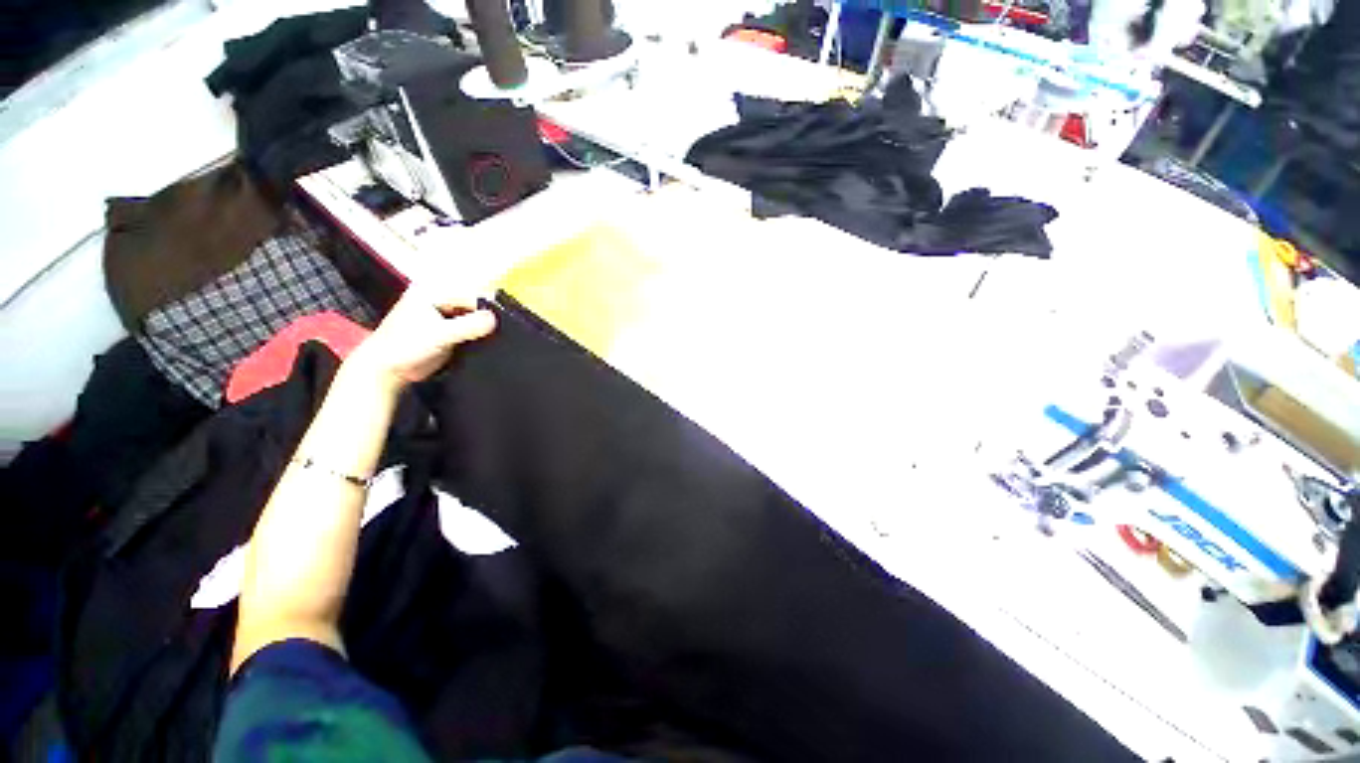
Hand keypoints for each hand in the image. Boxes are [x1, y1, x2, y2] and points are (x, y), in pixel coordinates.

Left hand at [345, 286, 496, 392]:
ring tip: (489, 339)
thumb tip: (495, 319)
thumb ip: (468, 326)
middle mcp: (439, 301)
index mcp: (432, 293)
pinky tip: (481, 344)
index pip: (470, 296)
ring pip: (473, 318)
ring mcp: (443, 317)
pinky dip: (477, 336)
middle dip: (485, 319)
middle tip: (496, 333)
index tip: (499, 324)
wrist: (387, 369)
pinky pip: (469, 329)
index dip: (486, 309)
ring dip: (481, 329)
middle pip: (473, 306)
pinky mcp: (447, 331)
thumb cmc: (404, 347)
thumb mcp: (440, 335)